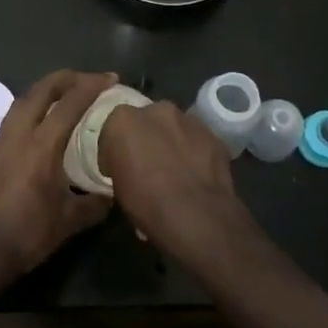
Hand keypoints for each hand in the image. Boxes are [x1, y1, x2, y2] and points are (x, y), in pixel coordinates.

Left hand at [0, 69, 117, 290]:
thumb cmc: (27, 235)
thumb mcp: (69, 221)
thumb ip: (94, 204)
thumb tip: (111, 195)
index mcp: (42, 146)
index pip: (70, 103)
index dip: (92, 86)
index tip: (110, 78)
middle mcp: (18, 134)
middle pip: (41, 90)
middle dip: (66, 78)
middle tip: (87, 79)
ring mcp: (0, 142)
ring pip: (22, 101)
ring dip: (45, 90)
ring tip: (64, 95)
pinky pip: (13, 118)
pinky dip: (31, 109)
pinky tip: (40, 124)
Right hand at [99, 101, 260, 270]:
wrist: (196, 217)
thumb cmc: (146, 204)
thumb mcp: (117, 188)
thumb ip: (119, 165)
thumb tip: (127, 168)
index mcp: (124, 120)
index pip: (112, 129)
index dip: (115, 150)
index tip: (117, 168)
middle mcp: (156, 110)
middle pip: (146, 121)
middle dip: (145, 138)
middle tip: (147, 165)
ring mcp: (189, 120)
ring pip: (175, 128)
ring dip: (171, 142)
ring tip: (174, 171)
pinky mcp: (214, 135)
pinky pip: (197, 141)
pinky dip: (194, 152)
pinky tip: (195, 174)